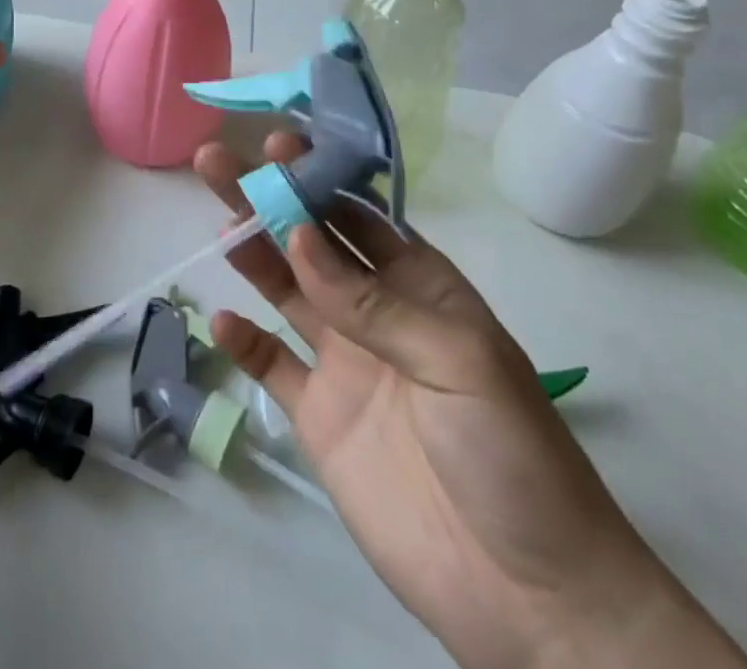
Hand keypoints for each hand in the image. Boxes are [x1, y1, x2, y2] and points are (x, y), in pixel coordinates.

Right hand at [195, 135, 746, 668]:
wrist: (529, 600)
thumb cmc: (513, 455)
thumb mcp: (458, 361)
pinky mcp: (317, 414)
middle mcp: (375, 312)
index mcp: (419, 287)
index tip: (277, 145)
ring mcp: (344, 362)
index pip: (359, 214)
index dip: (318, 177)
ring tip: (218, 222)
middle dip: (268, 199)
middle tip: (218, 162)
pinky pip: (271, 365)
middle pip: (310, 242)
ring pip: (284, 290)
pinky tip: (221, 320)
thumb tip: (299, 235)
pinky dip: (244, 341)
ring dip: (250, 253)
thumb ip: (373, 301)